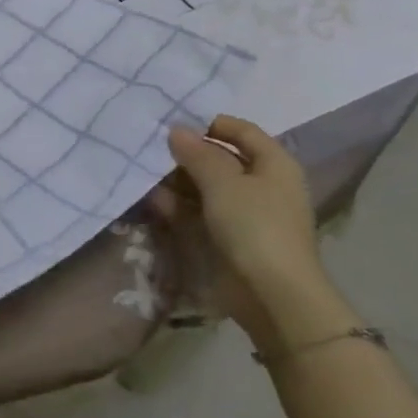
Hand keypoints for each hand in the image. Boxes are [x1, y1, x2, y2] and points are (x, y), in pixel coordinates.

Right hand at [165, 115, 336, 348]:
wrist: (273, 294)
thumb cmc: (255, 227)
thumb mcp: (224, 183)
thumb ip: (198, 153)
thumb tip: (176, 130)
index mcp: (274, 164)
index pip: (241, 130)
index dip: (210, 123)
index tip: (173, 122)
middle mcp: (262, 184)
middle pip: (221, 158)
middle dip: (187, 154)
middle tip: (150, 147)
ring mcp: (245, 212)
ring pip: (206, 186)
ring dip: (177, 180)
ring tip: (144, 172)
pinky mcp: (228, 237)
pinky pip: (200, 211)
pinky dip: (178, 205)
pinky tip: (153, 200)